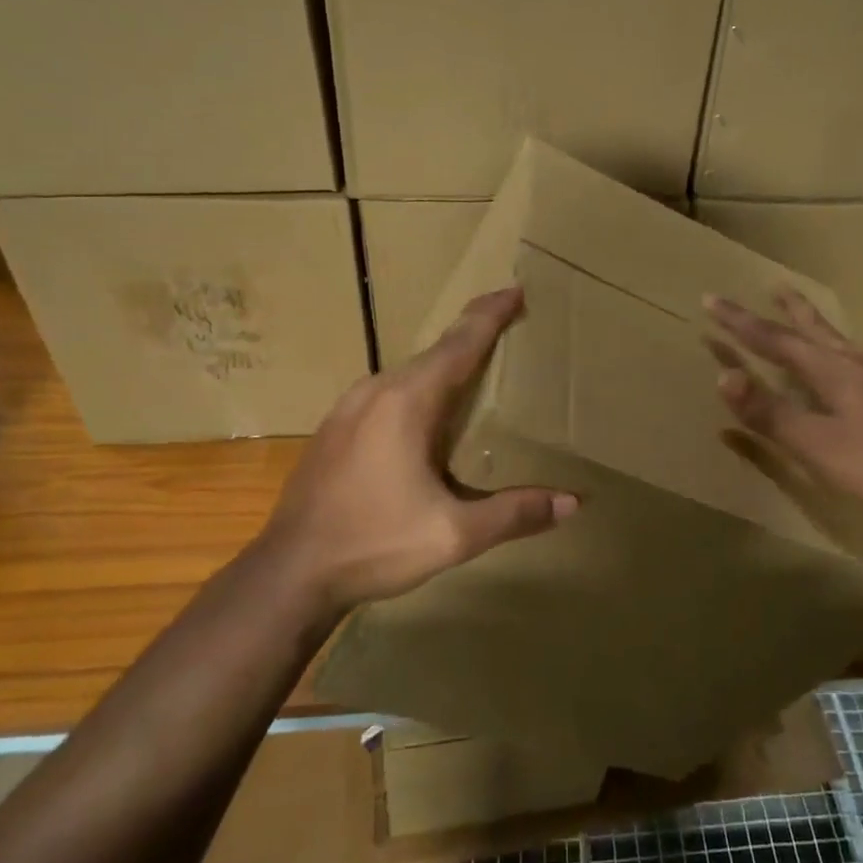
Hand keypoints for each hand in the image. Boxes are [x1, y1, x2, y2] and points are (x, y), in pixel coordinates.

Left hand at [251, 287, 576, 613]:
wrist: (289, 573)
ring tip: (476, 366)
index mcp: (408, 401)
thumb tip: (573, 502)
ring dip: (445, 363)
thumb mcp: (454, 534)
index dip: (490, 315)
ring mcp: (348, 407)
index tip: (515, 289)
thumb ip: (514, 513)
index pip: (460, 344)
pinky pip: (387, 392)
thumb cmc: (374, 544)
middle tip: (508, 324)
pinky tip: (427, 412)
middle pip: (436, 352)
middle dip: (473, 334)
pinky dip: (418, 387)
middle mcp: (376, 391)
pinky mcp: (334, 428)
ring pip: (409, 372)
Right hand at [706, 289, 862, 518]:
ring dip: (811, 322)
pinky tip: (842, 359)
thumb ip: (770, 412)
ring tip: (799, 309)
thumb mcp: (817, 443)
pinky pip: (851, 356)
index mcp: (830, 370)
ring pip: (835, 339)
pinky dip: (832, 345)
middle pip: (810, 329)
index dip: (740, 322)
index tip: (711, 300)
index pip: (774, 339)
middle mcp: (853, 364)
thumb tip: (721, 377)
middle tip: (770, 285)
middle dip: (782, 311)